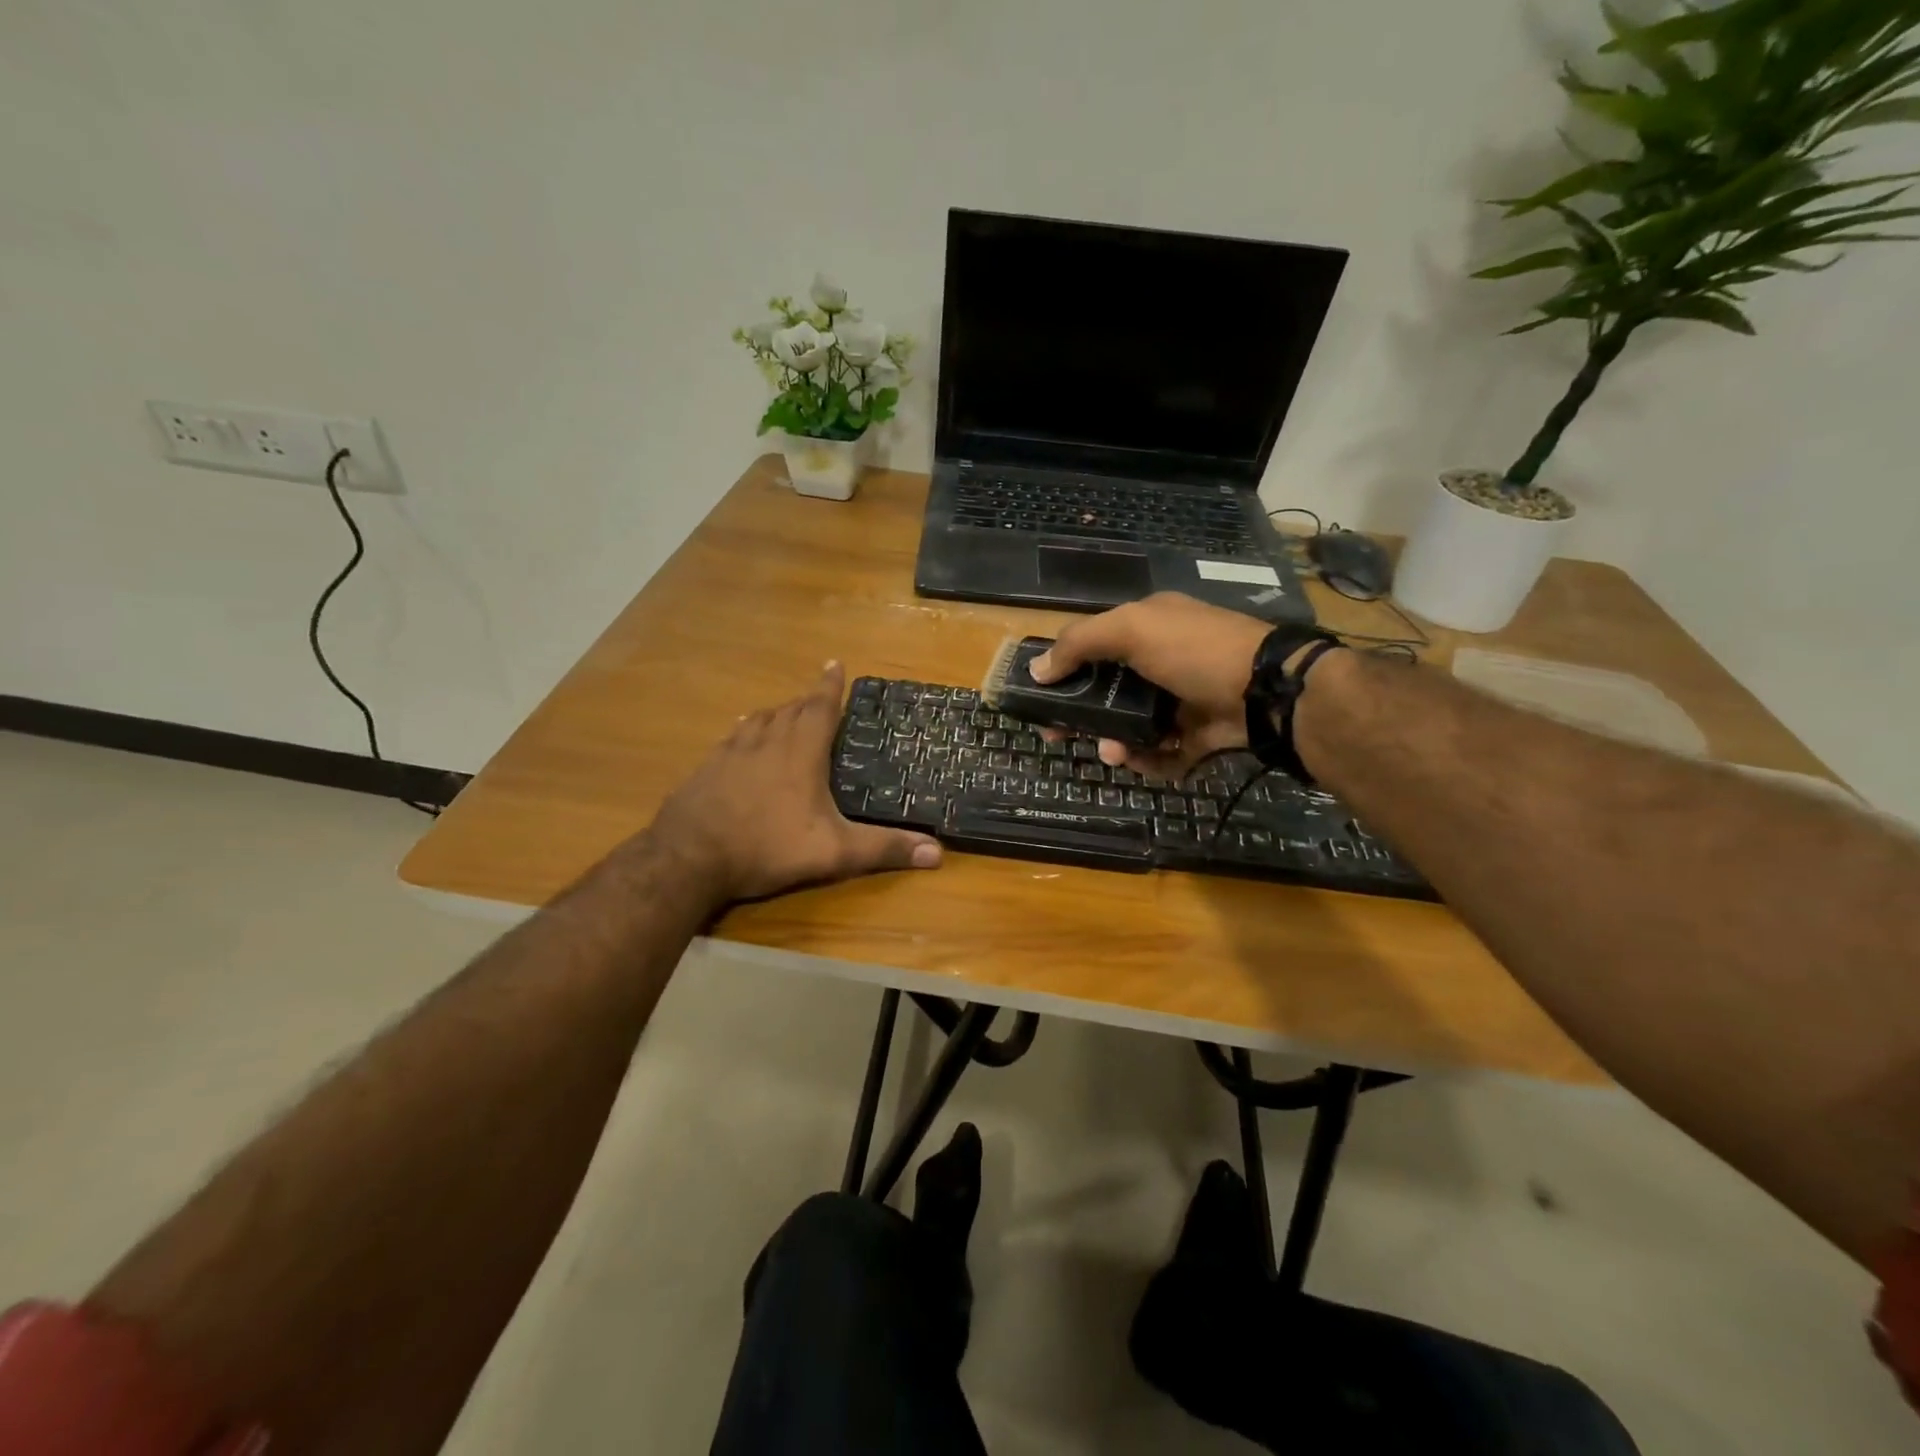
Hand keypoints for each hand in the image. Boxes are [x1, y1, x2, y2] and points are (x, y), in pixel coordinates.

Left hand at [649, 663, 941, 902]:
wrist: (688, 857)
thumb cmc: (767, 847)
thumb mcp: (834, 853)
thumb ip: (883, 849)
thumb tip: (937, 853)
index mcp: (800, 753)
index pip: (820, 708)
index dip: (830, 686)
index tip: (835, 663)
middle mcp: (766, 742)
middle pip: (790, 709)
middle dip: (807, 699)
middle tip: (818, 694)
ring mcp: (731, 753)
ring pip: (759, 720)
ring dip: (776, 712)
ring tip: (784, 712)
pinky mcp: (706, 769)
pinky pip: (731, 738)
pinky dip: (744, 731)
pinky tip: (739, 738)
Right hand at [1029, 592, 1268, 777]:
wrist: (1267, 691)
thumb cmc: (1194, 650)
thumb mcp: (1132, 630)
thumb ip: (1080, 643)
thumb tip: (1036, 669)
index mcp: (1150, 626)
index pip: (1095, 645)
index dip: (1064, 669)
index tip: (1040, 695)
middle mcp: (1164, 660)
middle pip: (1108, 691)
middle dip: (1082, 714)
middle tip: (1058, 735)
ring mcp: (1183, 699)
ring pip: (1133, 725)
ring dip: (1115, 741)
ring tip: (1113, 752)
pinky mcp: (1200, 734)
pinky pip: (1164, 752)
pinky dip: (1150, 761)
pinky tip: (1141, 761)